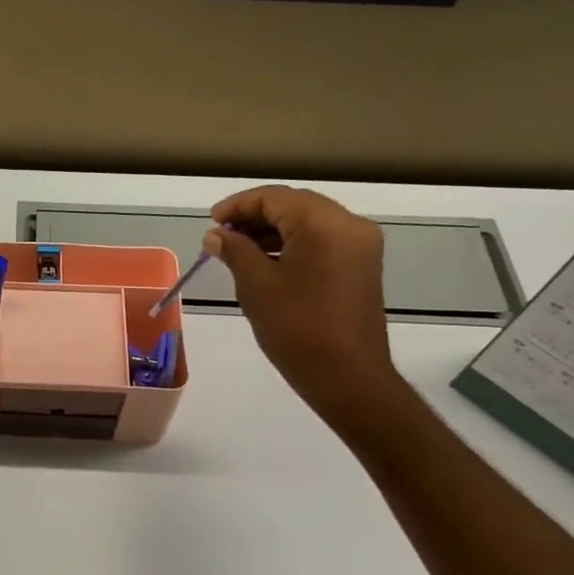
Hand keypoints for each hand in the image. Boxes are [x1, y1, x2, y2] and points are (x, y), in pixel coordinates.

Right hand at [207, 186, 401, 428]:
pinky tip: (267, 262)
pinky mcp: (362, 266)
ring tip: (238, 251)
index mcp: (324, 223)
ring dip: (273, 230)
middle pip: (295, 205)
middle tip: (221, 236)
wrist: (348, 377)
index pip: (275, 197)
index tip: (211, 223)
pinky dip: (293, 244)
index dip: (238, 206)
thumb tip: (217, 235)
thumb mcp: (256, 286)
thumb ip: (235, 250)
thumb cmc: (297, 328)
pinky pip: (323, 241)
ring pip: (309, 222)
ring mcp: (361, 245)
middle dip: (255, 216)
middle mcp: (349, 224)